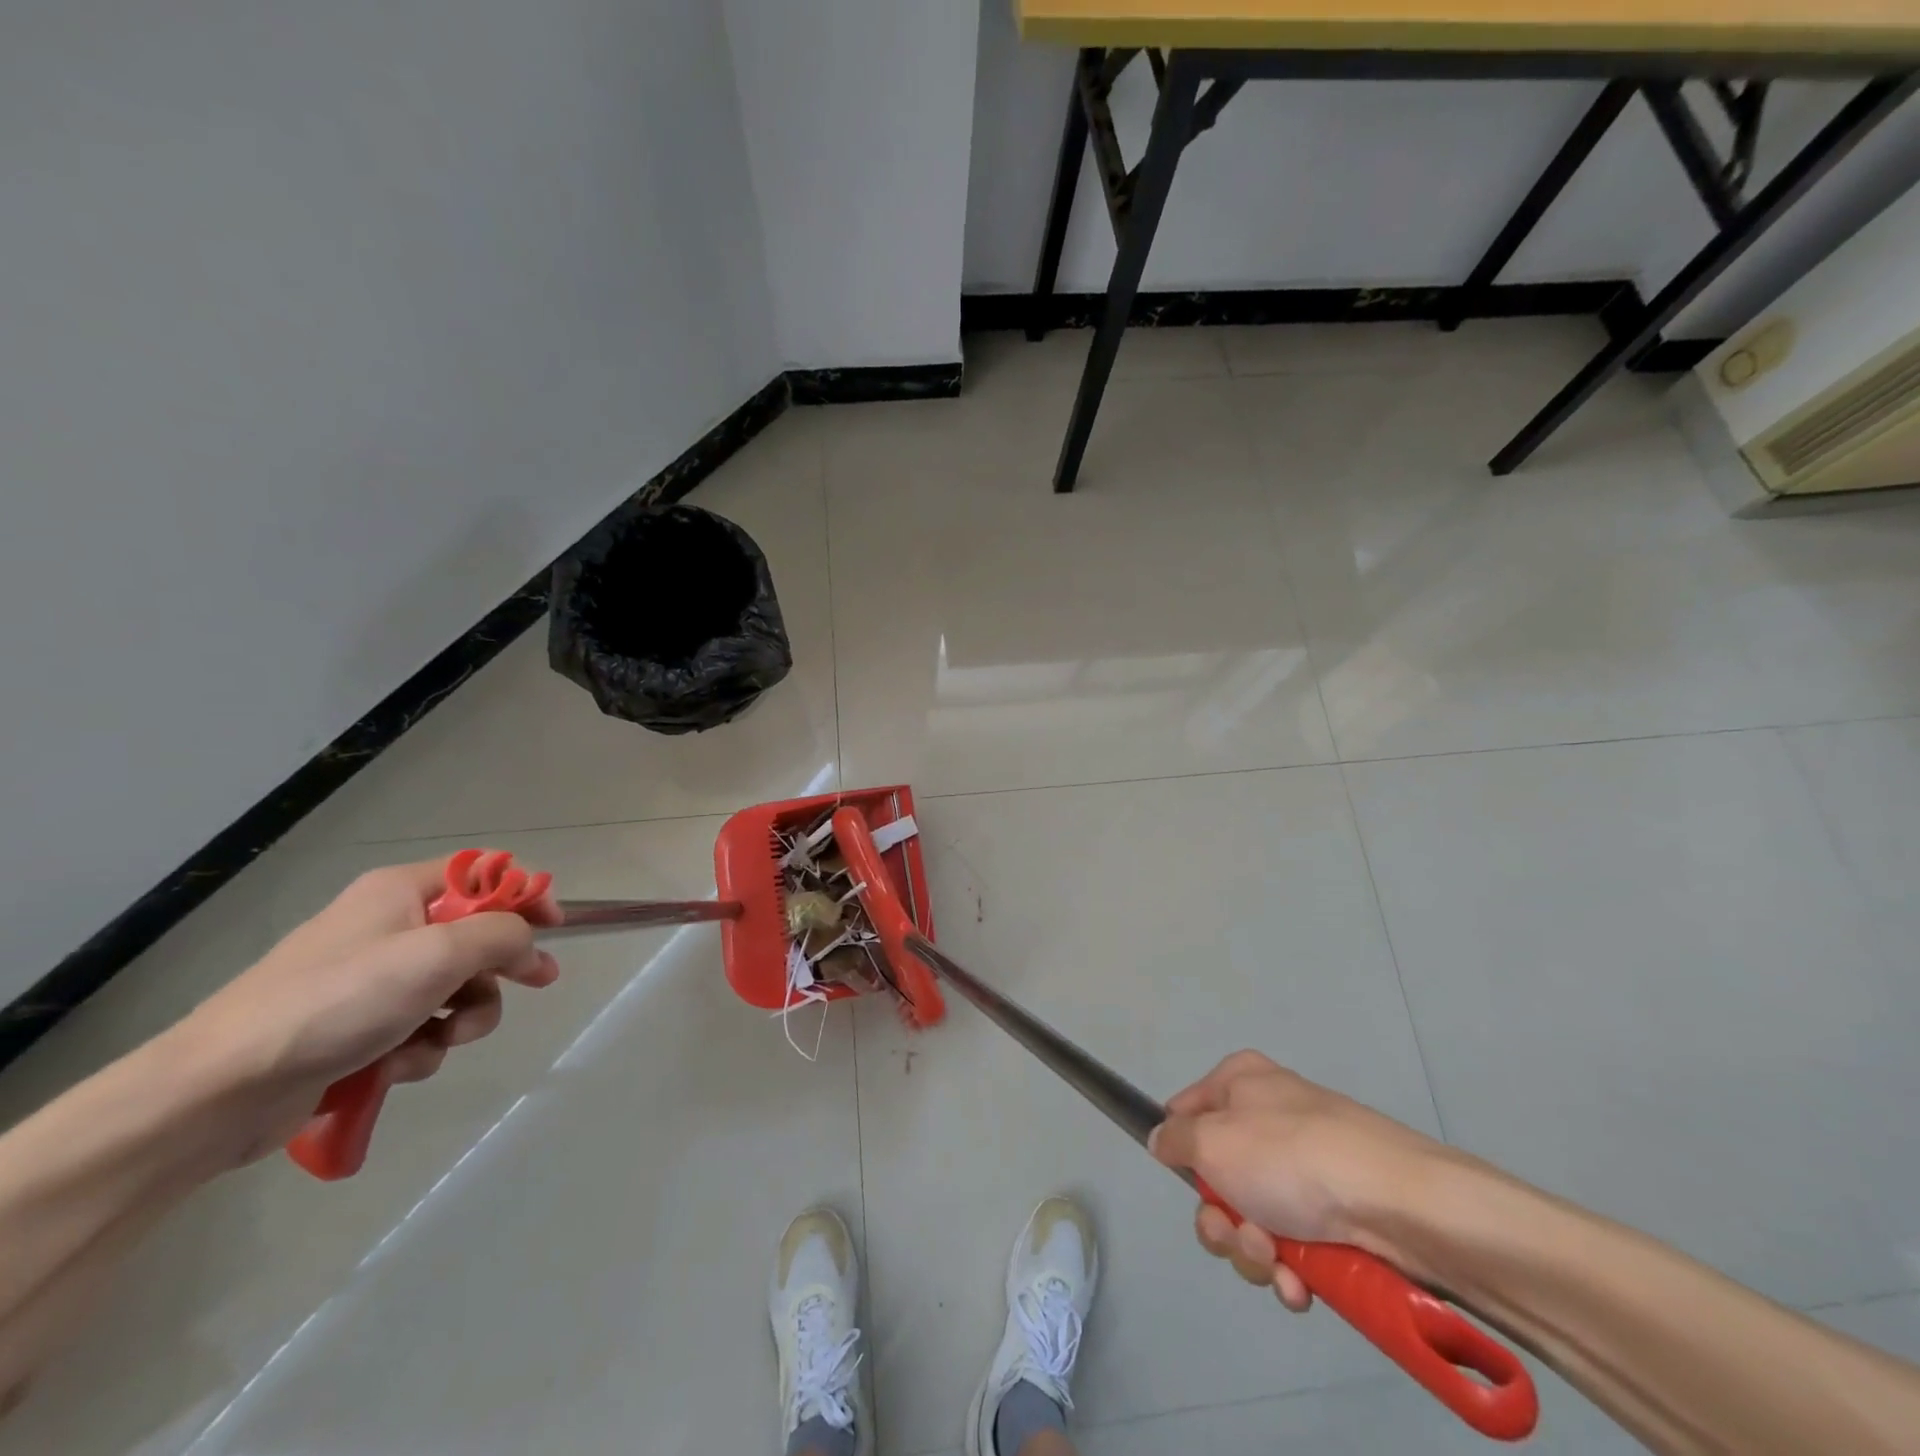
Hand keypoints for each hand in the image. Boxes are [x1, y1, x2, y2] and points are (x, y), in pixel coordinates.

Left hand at [175, 859, 560, 1162]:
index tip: (556, 926)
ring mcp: (371, 981)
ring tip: (438, 1041)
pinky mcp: (358, 1029)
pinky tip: (397, 1065)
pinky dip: (421, 1047)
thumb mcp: (438, 954)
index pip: (484, 874)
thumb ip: (504, 935)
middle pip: (476, 937)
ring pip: (455, 990)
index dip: (525, 895)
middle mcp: (388, 927)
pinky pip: (421, 1028)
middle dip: (498, 969)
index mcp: (401, 892)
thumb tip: (532, 945)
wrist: (218, 1091)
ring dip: (462, 1018)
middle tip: (534, 983)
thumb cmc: (338, 1002)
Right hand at [1150, 1051, 1453, 1311]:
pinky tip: (1302, 1284)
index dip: (1180, 1151)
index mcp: (1240, 1082)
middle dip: (1221, 1220)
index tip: (1186, 1179)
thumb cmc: (1290, 1158)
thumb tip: (1161, 1139)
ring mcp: (1304, 1166)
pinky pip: (1292, 1245)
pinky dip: (1291, 1269)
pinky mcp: (1335, 1213)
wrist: (1397, 1204)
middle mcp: (1269, 1117)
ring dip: (1254, 1251)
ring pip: (1252, 1218)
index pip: (1185, 1111)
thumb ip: (1174, 1139)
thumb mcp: (1211, 1142)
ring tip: (1279, 1262)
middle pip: (1217, 1176)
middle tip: (1238, 1234)